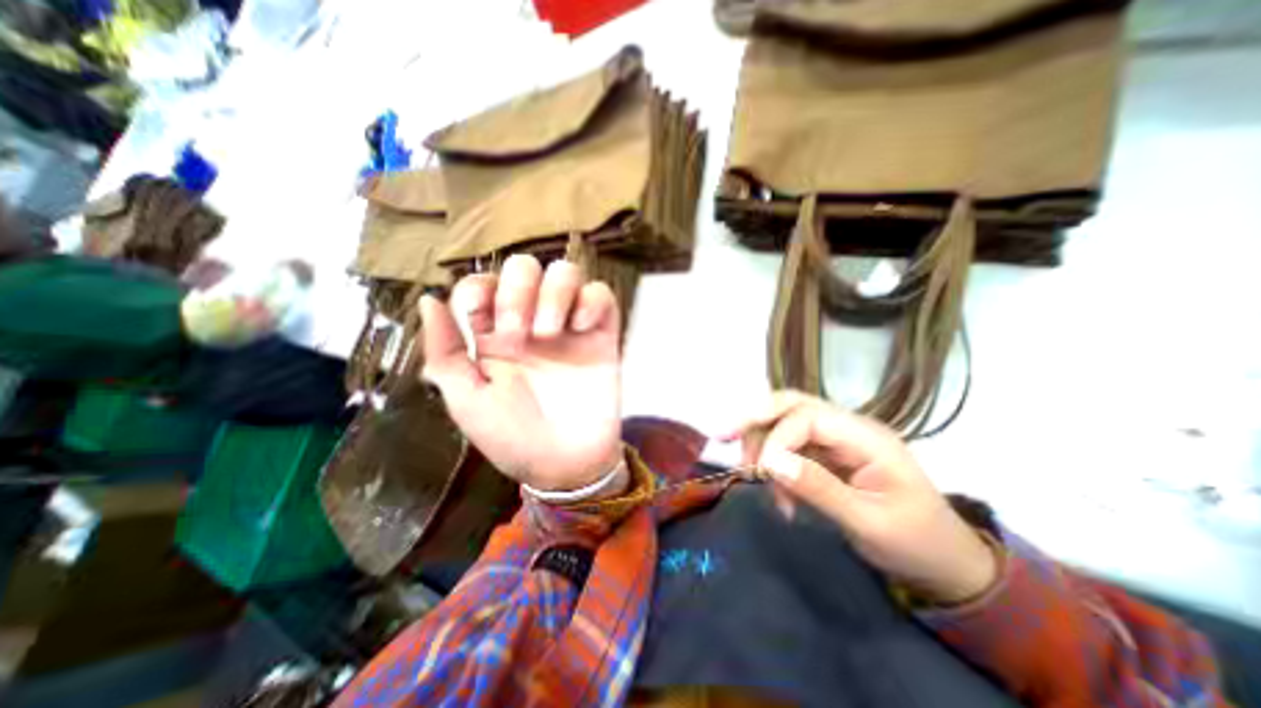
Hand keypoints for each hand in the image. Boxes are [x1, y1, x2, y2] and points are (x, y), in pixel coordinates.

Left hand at [420, 254, 621, 492]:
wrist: (563, 465)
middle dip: (517, 291)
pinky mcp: (601, 335)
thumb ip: (445, 350)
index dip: (478, 291)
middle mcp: (531, 321)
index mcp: (494, 334)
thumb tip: (429, 299)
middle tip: (518, 335)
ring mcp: (569, 326)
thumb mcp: (466, 399)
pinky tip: (581, 329)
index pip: (482, 283)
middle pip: (525, 266)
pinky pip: (602, 295)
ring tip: (549, 333)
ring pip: (566, 271)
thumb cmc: (511, 437)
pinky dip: (591, 301)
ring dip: (554, 293)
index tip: (481, 324)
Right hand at [725, 393, 1001, 602]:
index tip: (761, 472)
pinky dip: (775, 468)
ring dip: (762, 446)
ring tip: (758, 482)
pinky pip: (789, 449)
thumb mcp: (868, 523)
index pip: (807, 416)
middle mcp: (847, 428)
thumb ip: (819, 488)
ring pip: (784, 423)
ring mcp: (836, 440)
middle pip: (791, 404)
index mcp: (866, 437)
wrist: (945, 563)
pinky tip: (780, 499)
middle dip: (756, 420)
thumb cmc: (915, 544)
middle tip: (723, 438)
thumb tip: (770, 462)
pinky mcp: (827, 455)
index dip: (777, 438)